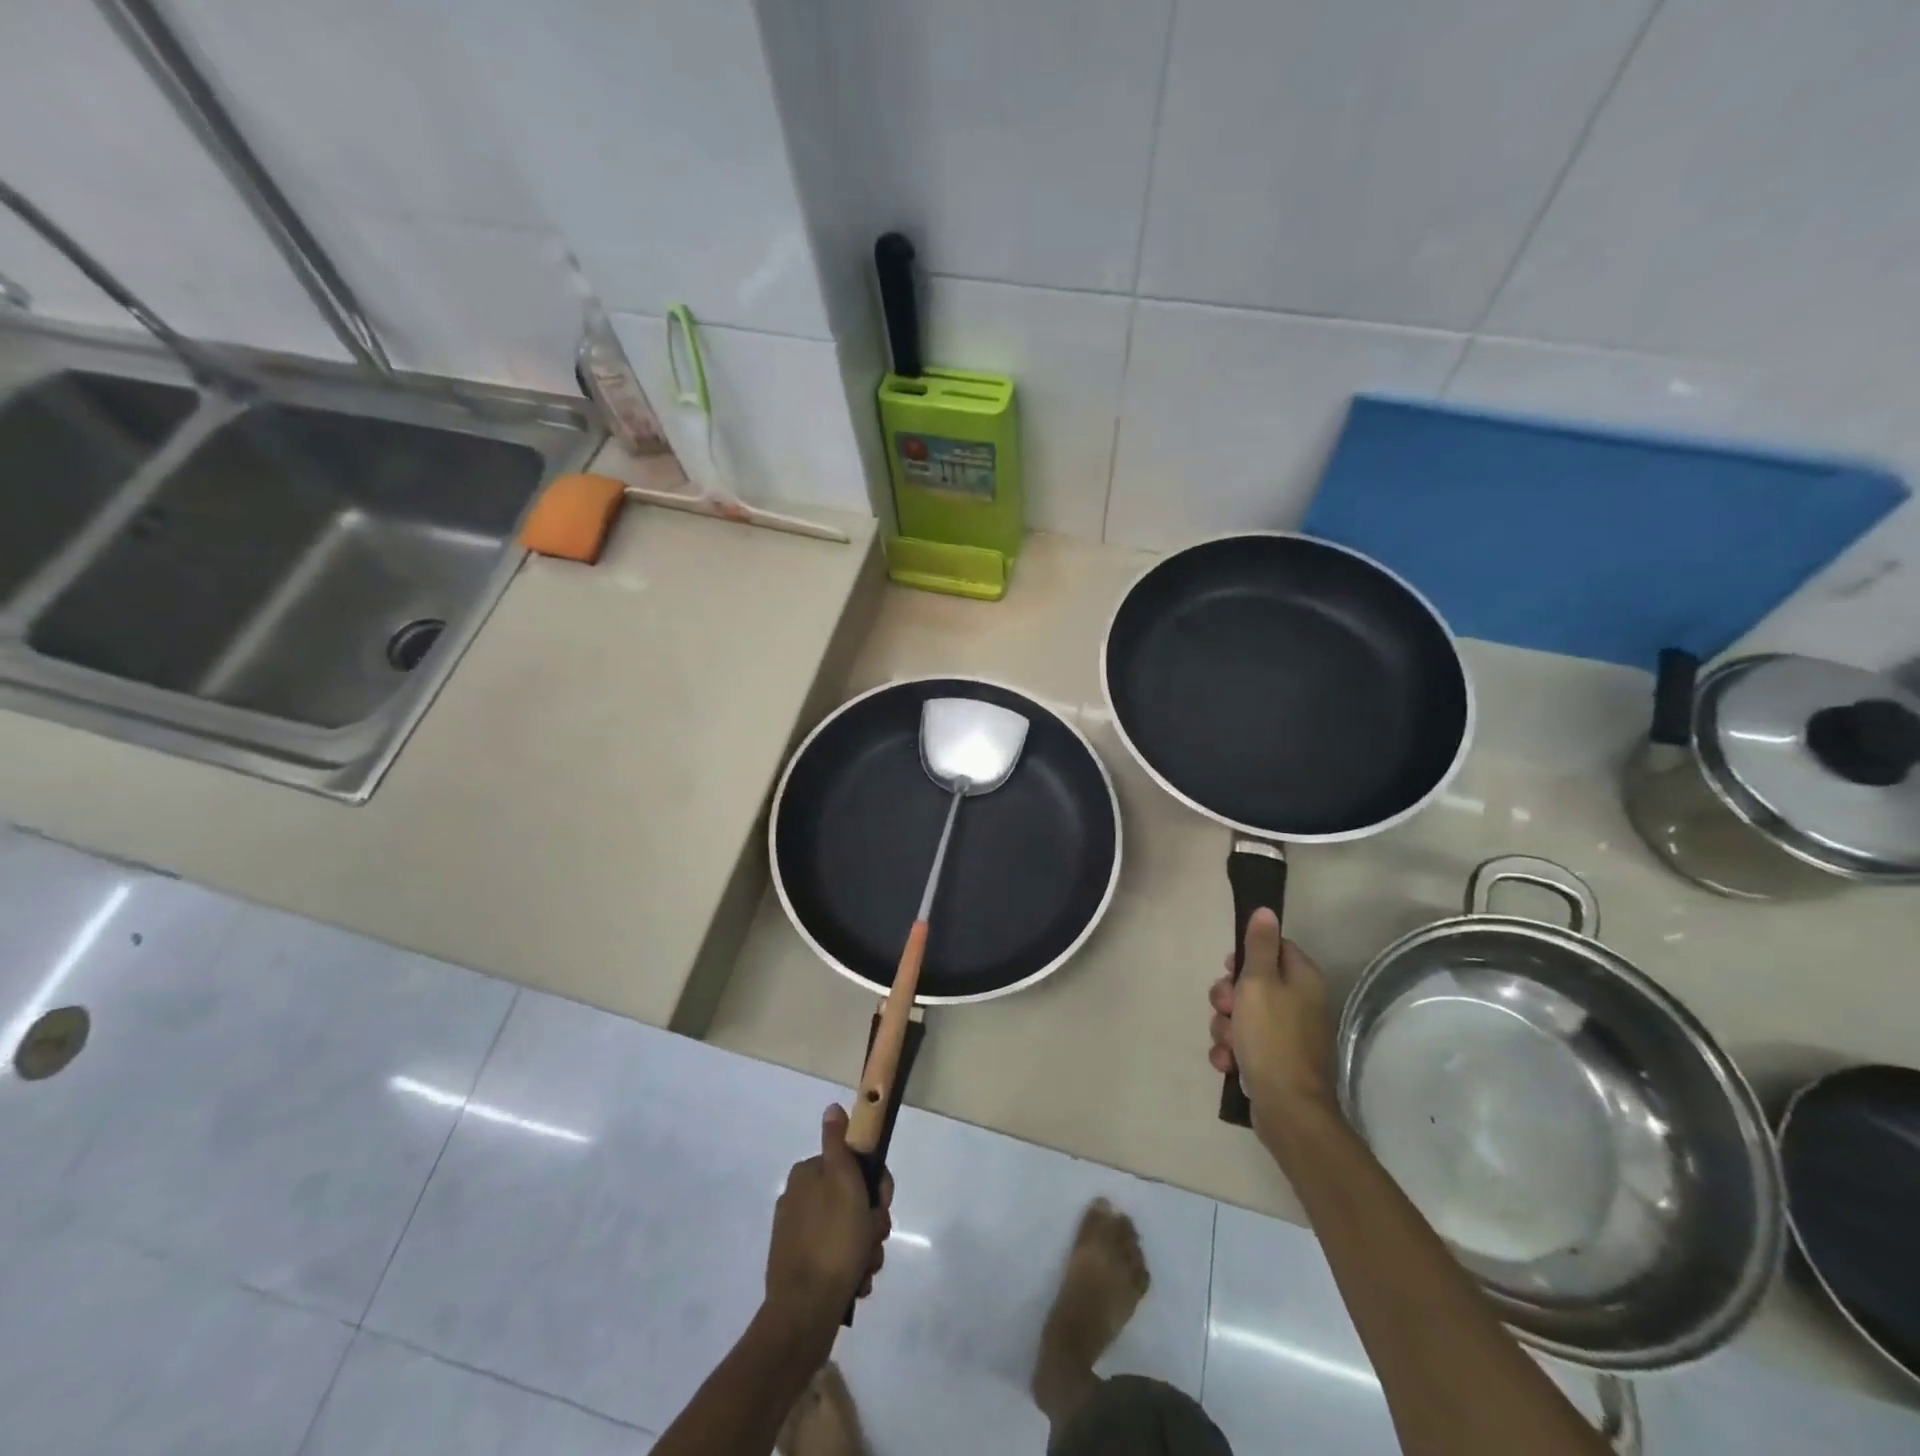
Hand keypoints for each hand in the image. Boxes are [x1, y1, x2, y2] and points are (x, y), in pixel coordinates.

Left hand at [764, 1105, 891, 1335]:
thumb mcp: (843, 1181)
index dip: (876, 1186)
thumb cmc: (832, 1241)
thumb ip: (838, 1142)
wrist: (804, 1313)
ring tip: (865, 1269)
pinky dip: (851, 1269)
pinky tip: (856, 1284)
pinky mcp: (801, 1268)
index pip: (854, 1166)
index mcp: (807, 1175)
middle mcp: (799, 1200)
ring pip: (849, 1232)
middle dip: (871, 1223)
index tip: (881, 1206)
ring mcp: (798, 1236)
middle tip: (874, 1239)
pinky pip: (837, 1259)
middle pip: (853, 1200)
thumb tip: (831, 1107)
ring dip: (866, 1249)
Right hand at [1208, 909, 1338, 1134]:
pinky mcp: (1273, 1061)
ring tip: (1229, 1044)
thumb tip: (1266, 910)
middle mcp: (1298, 1003)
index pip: (1272, 949)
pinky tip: (1229, 1063)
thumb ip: (1259, 946)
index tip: (1230, 969)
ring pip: (1241, 1015)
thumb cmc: (1273, 1038)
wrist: (1288, 1110)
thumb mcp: (1259, 983)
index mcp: (1302, 979)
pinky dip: (1231, 1052)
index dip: (1245, 957)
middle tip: (1227, 1009)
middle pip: (1251, 982)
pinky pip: (1242, 1044)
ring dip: (1225, 1027)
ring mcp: (1285, 1034)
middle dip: (1228, 997)